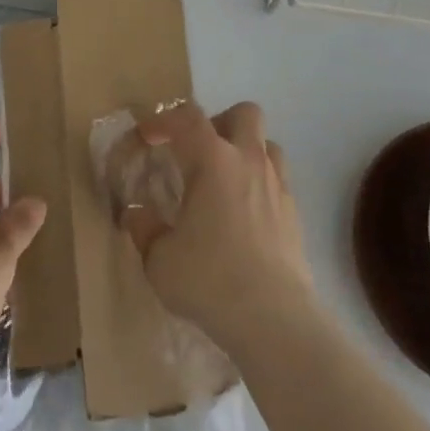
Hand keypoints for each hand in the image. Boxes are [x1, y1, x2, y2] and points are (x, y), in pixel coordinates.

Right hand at [121, 101, 314, 358]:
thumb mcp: (160, 259)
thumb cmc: (210, 280)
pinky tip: (244, 214)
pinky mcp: (294, 211)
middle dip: (219, 122)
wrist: (273, 317)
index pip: (187, 118)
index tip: (147, 137)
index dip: (163, 120)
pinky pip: (277, 178)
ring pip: (266, 143)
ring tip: (224, 180)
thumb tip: (135, 214)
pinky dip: (260, 183)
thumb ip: (145, 229)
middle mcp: (249, 160)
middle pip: (243, 113)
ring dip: (245, 150)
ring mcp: (277, 183)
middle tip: (197, 152)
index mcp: (213, 160)